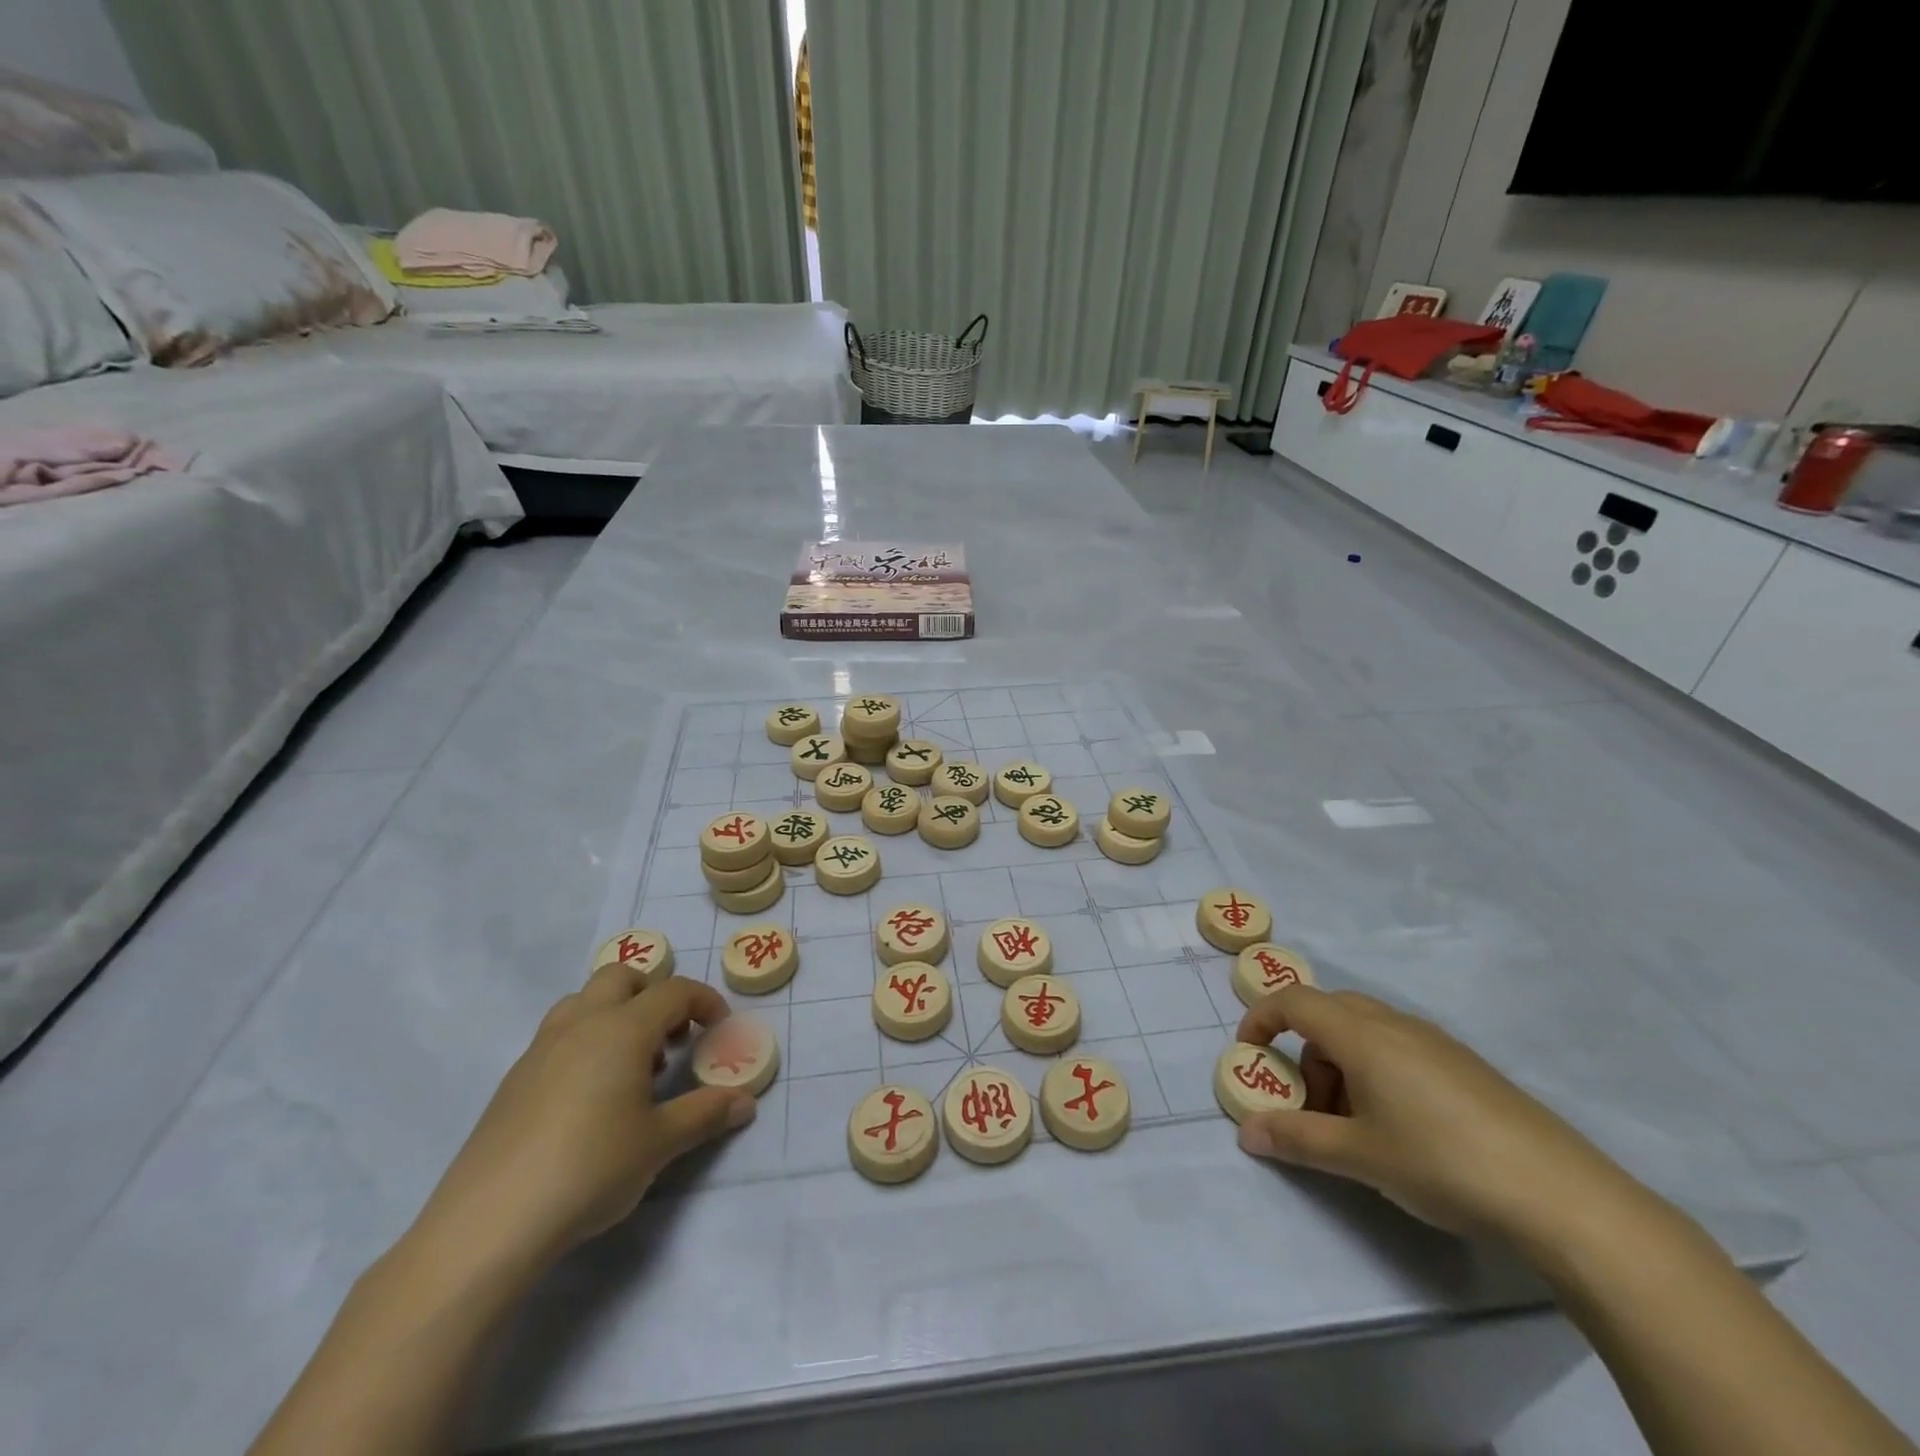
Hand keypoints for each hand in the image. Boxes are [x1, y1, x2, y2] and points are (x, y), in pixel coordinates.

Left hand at [411, 970, 754, 1267]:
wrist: (489, 1223)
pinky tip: (589, 1096)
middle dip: (654, 994)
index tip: (719, 1030)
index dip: (704, 1002)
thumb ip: (706, 1114)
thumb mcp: (660, 1144)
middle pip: (622, 977)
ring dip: (615, 1013)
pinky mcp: (514, 1079)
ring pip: (583, 1001)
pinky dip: (585, 1042)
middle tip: (671, 1037)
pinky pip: (559, 1035)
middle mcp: (582, 1024)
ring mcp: (541, 1048)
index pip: (674, 991)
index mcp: (623, 1029)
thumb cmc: (590, 1169)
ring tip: (631, 1064)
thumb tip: (745, 1102)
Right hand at [1234, 986, 1641, 1252]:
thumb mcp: (1359, 1156)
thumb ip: (1296, 1139)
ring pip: (1365, 1031)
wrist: (1562, 1196)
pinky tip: (1402, 1127)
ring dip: (1340, 1064)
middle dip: (1303, 1049)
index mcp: (1362, 1035)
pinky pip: (1399, 1048)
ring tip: (1355, 1125)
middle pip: (1329, 1011)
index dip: (1261, 1019)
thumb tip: (1246, 1132)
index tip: (1249, 1055)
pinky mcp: (1465, 1066)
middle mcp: (1395, 1024)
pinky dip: (1376, 1071)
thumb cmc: (1443, 1164)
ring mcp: (1435, 1042)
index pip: (1294, 1001)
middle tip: (1308, 1102)